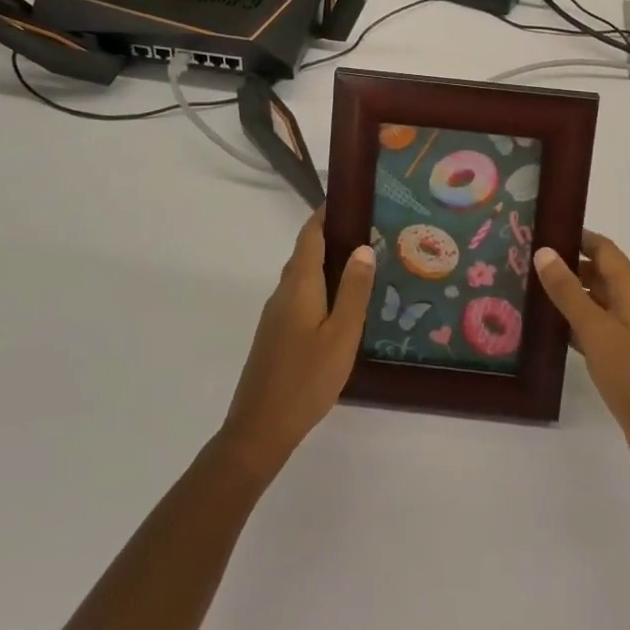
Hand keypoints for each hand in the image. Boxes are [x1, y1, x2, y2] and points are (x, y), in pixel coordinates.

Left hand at [220, 209, 376, 476]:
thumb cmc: (307, 378)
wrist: (260, 428)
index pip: (309, 235)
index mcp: (299, 285)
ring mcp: (276, 314)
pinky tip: (341, 305)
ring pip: (302, 276)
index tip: (351, 201)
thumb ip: (354, 290)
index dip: (326, 214)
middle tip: (370, 233)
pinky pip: (300, 296)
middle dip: (332, 237)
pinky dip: (320, 287)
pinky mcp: (275, 334)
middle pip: (305, 253)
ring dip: (327, 264)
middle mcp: (283, 292)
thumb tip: (363, 247)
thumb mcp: (342, 334)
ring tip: (363, 266)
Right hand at [535, 231, 629, 478]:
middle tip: (527, 260)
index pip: (604, 249)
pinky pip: (594, 325)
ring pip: (595, 300)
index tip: (544, 230)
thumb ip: (567, 290)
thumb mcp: (594, 328)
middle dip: (567, 263)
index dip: (578, 236)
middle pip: (599, 272)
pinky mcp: (622, 354)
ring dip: (568, 292)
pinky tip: (548, 327)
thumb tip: (544, 252)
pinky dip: (573, 320)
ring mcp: (629, 330)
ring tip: (530, 288)